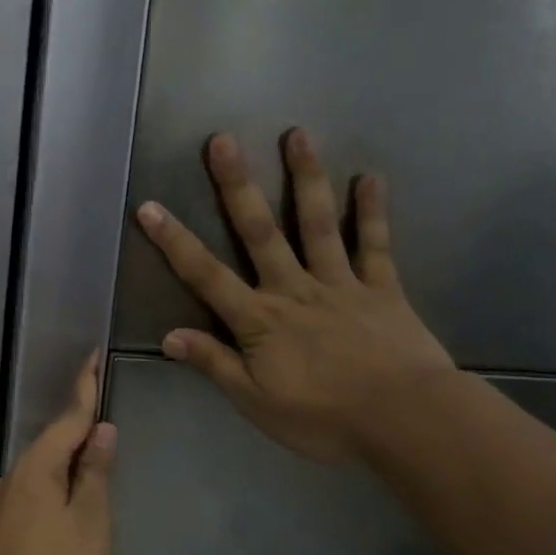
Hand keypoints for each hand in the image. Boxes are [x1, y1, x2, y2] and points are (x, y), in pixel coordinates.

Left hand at [0, 355, 117, 554]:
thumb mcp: (89, 520)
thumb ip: (94, 473)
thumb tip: (100, 430)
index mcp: (36, 467)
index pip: (67, 418)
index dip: (83, 388)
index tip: (93, 356)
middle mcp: (15, 477)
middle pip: (52, 440)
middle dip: (77, 421)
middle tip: (102, 401)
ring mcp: (6, 504)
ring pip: (43, 465)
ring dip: (69, 452)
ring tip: (95, 447)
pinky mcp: (6, 528)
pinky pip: (37, 487)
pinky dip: (59, 478)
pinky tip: (72, 491)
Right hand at [136, 130, 454, 461]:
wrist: (406, 420)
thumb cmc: (323, 418)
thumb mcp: (256, 401)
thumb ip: (214, 363)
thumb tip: (168, 335)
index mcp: (259, 319)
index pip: (205, 275)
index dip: (174, 241)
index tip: (149, 207)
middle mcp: (294, 289)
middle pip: (259, 232)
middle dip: (237, 186)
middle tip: (223, 141)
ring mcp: (340, 283)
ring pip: (317, 224)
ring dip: (305, 178)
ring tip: (296, 134)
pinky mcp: (382, 288)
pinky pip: (374, 245)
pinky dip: (372, 212)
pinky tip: (370, 178)